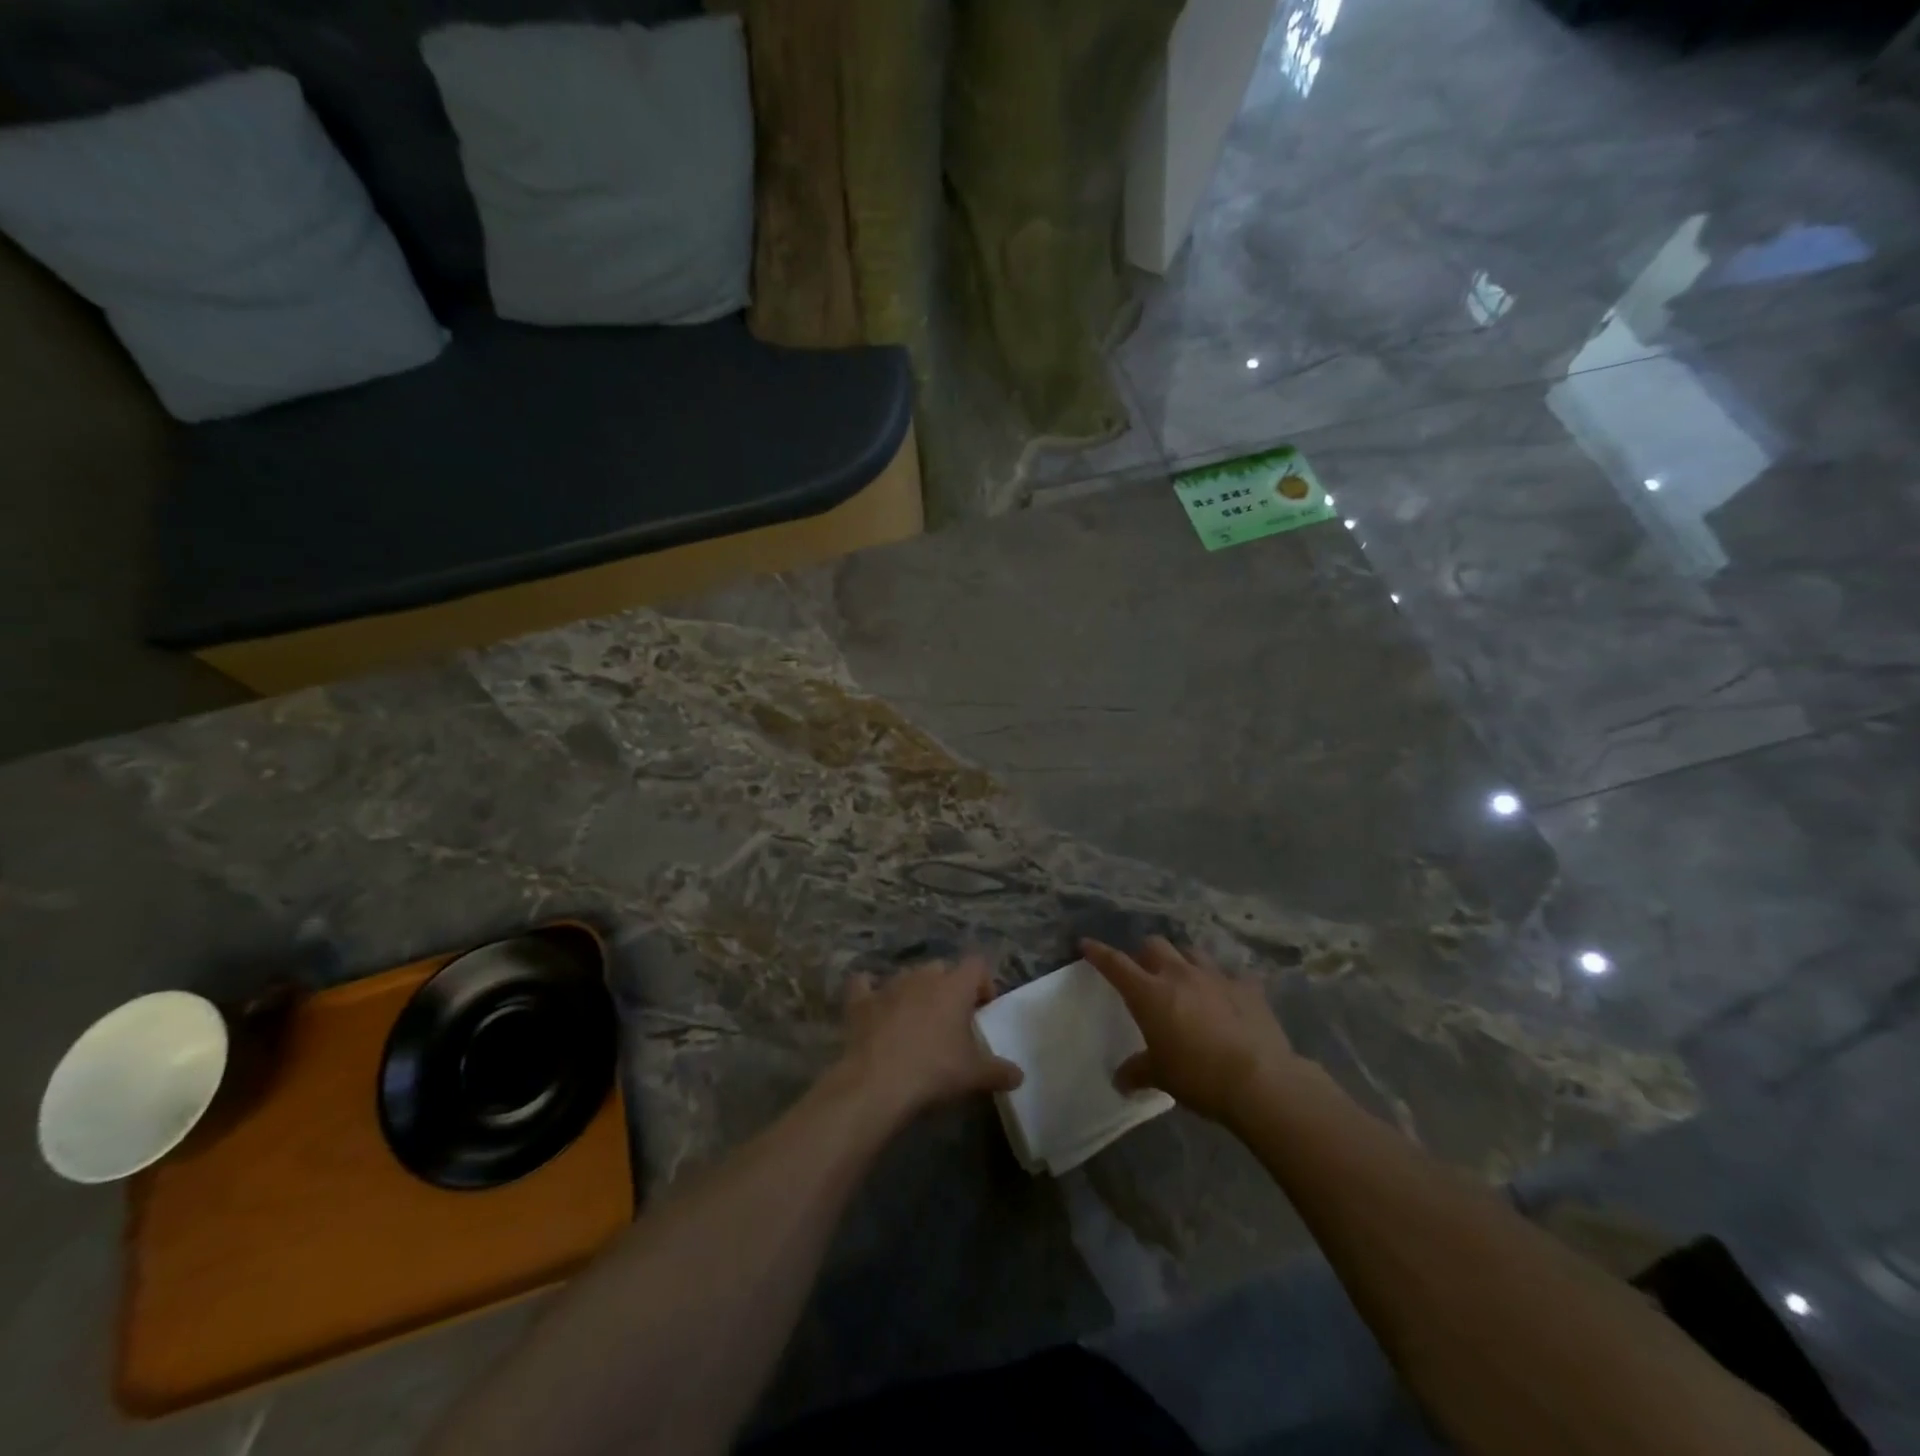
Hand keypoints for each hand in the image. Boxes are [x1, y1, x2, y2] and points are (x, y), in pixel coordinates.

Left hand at [836, 956, 1023, 1126]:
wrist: (877, 1083)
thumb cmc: (934, 1071)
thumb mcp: (974, 1075)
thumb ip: (999, 1071)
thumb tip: (1019, 1075)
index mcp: (954, 986)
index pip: (977, 964)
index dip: (982, 982)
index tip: (983, 1009)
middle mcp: (922, 976)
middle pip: (941, 968)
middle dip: (948, 987)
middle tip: (950, 1019)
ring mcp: (889, 985)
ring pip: (907, 976)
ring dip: (914, 991)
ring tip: (916, 1020)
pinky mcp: (860, 1001)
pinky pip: (863, 985)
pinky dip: (868, 991)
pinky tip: (870, 1003)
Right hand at [1082, 936, 1300, 1124]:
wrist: (1259, 1080)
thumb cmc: (1197, 1076)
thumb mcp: (1160, 1076)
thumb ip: (1137, 1071)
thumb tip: (1120, 1080)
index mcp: (1150, 993)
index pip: (1116, 964)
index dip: (1099, 953)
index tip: (1086, 944)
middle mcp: (1179, 974)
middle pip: (1155, 945)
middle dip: (1145, 954)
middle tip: (1145, 972)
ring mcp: (1216, 977)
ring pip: (1192, 952)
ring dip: (1183, 960)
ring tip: (1185, 977)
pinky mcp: (1248, 988)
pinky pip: (1234, 975)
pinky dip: (1227, 983)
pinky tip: (1230, 996)